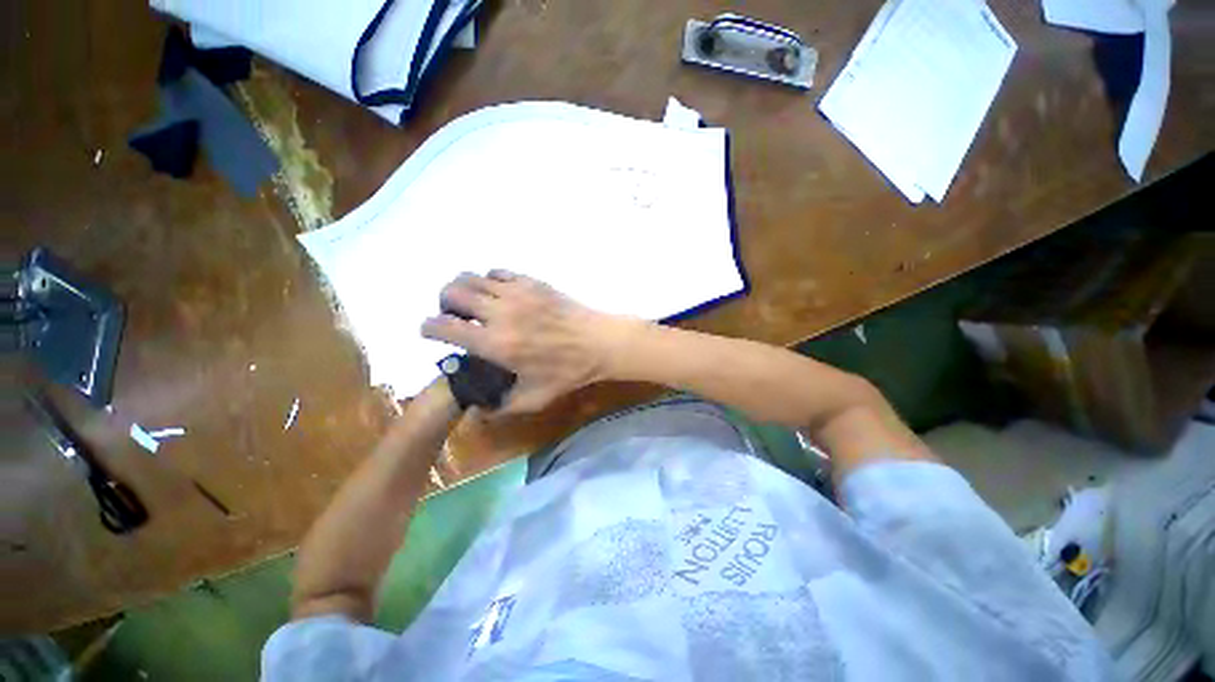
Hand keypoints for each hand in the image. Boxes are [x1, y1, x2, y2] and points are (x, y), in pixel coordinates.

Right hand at [421, 271, 634, 414]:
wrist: (599, 342)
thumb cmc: (568, 372)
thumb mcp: (534, 399)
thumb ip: (501, 406)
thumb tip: (478, 408)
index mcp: (495, 343)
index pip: (444, 327)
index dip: (428, 328)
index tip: (430, 332)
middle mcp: (500, 312)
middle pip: (452, 293)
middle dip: (443, 304)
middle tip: (453, 316)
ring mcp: (517, 293)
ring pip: (472, 277)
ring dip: (463, 289)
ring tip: (473, 303)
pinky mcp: (532, 282)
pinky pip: (498, 272)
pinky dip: (489, 281)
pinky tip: (499, 295)